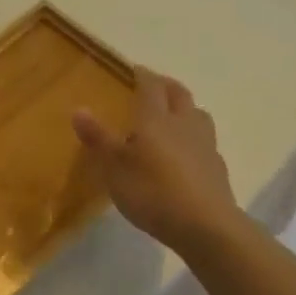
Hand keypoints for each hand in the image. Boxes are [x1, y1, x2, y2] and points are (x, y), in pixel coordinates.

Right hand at [72, 68, 243, 255]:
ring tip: (174, 114)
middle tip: (155, 84)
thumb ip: (98, 138)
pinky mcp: (216, 168)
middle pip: (179, 95)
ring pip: (197, 115)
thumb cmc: (152, 191)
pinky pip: (205, 141)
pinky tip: (186, 152)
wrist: (205, 225)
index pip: (151, 87)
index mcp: (156, 120)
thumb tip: (79, 109)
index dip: (143, 75)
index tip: (135, 69)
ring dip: (185, 108)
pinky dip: (194, 137)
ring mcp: (205, 145)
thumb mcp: (114, 167)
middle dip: (166, 85)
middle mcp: (183, 124)